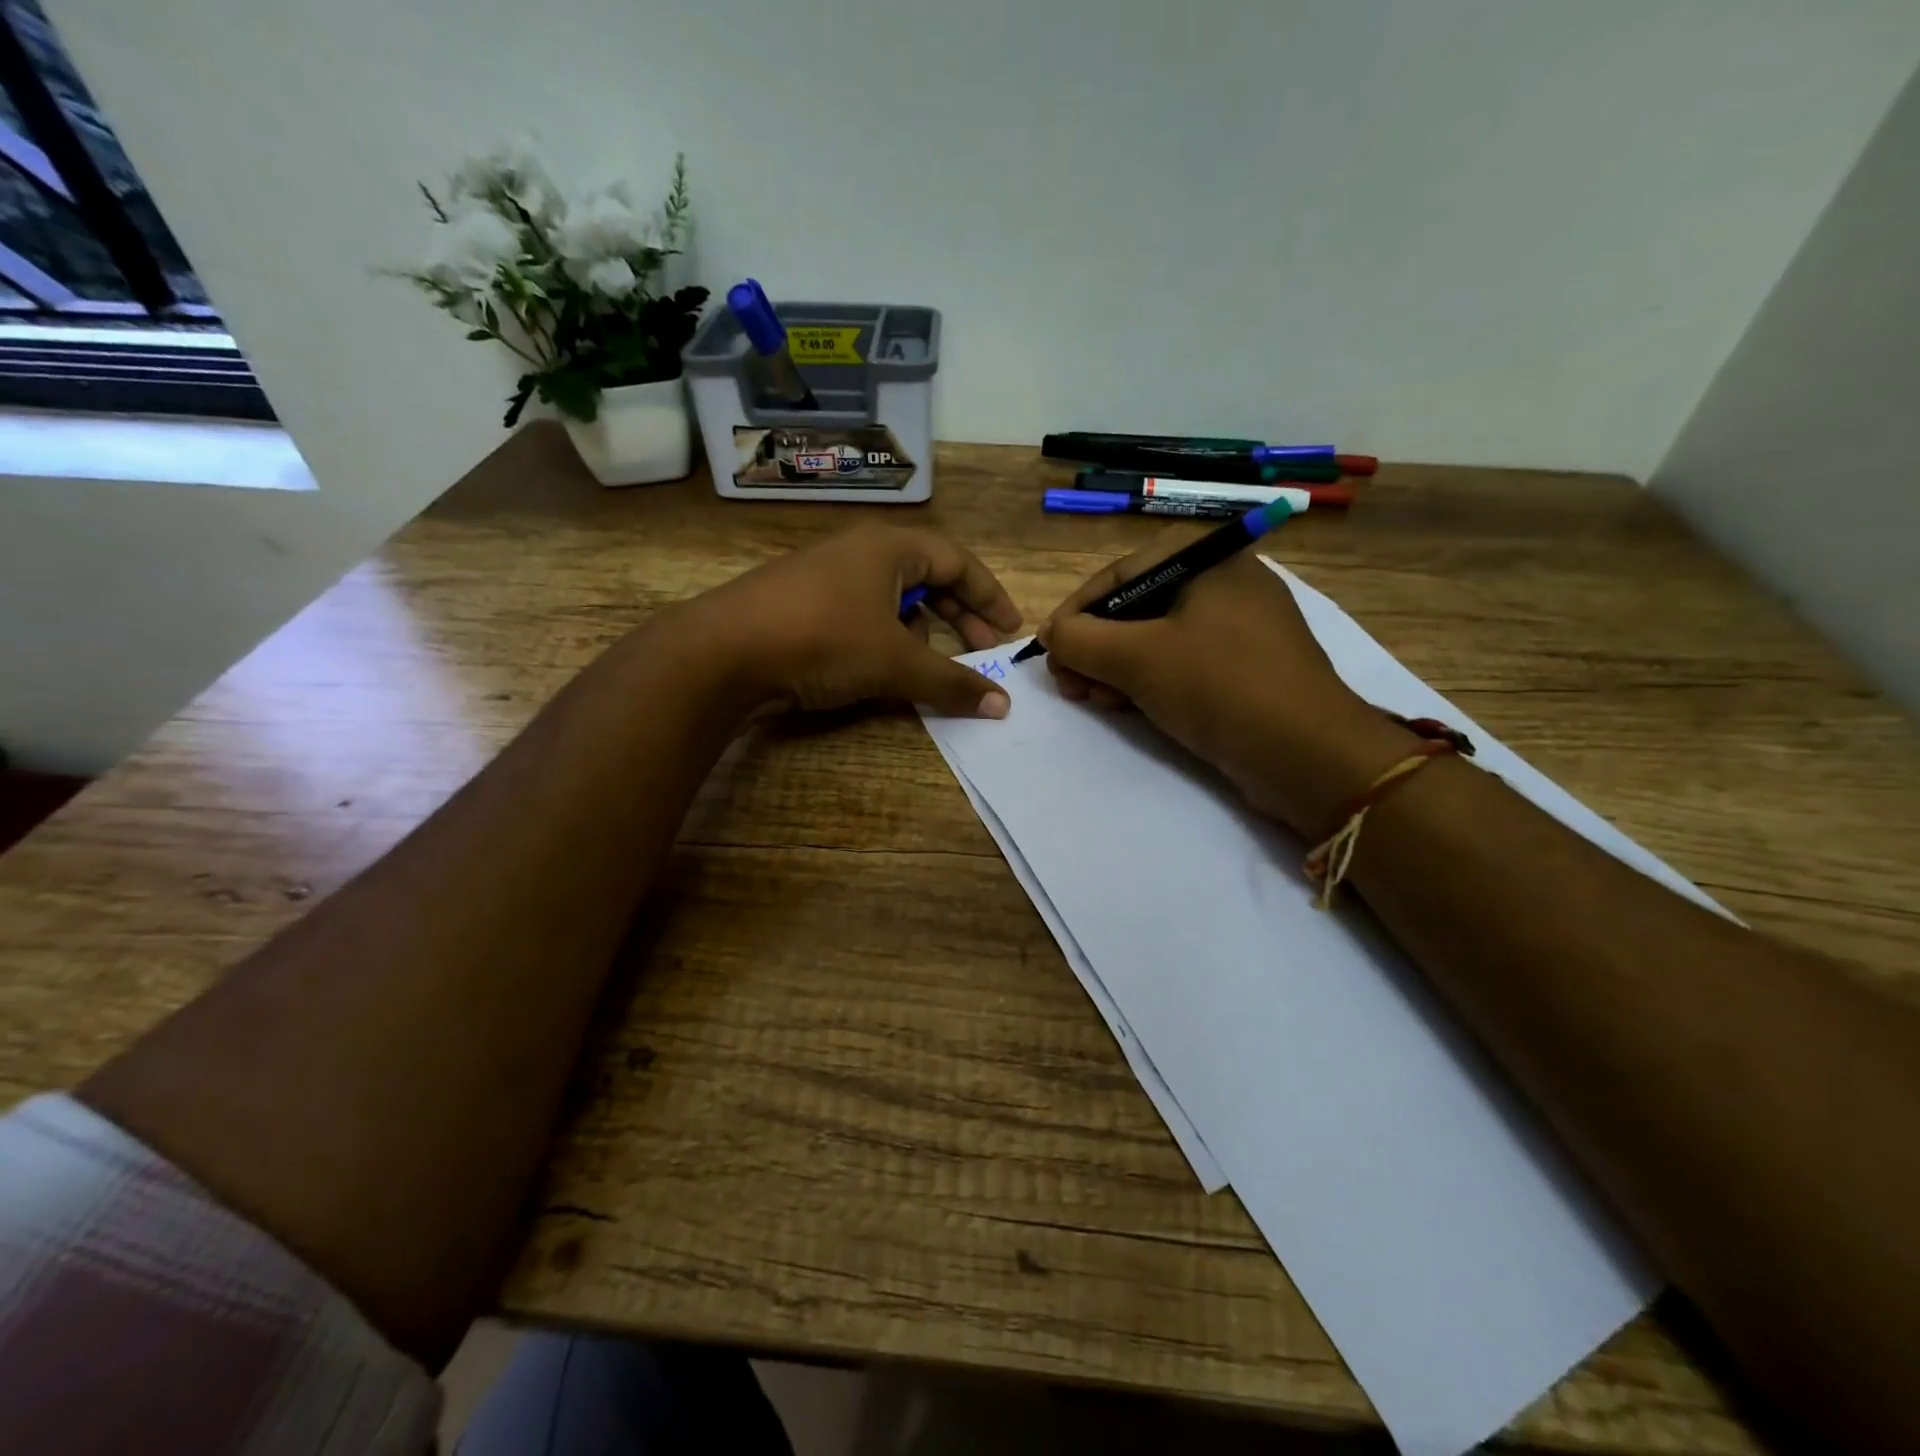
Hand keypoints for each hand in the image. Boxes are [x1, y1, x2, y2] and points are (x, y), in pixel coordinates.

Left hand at [670, 524, 1022, 717]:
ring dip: (922, 631)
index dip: (990, 596)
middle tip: (983, 651)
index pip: (958, 562)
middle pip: (927, 578)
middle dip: (960, 616)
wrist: (723, 652)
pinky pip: (862, 616)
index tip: (1011, 630)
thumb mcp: (896, 663)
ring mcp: (826, 578)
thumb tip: (1002, 705)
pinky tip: (883, 668)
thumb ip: (952, 682)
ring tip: (935, 664)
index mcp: (889, 547)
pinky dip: (886, 639)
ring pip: (892, 599)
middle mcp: (859, 553)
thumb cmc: (823, 640)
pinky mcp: (802, 606)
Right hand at [1039, 531, 1415, 833]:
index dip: (1076, 612)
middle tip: (1070, 685)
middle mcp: (1226, 581)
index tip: (1048, 649)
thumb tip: (1051, 634)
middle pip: (1136, 607)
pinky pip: (1183, 664)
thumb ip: (1080, 639)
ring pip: (1157, 639)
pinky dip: (1149, 682)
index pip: (1120, 573)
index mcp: (1208, 558)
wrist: (1307, 754)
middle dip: (1095, 648)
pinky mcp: (1245, 668)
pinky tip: (1128, 709)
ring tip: (1095, 701)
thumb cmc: (1219, 686)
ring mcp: (1239, 627)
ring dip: (1116, 669)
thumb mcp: (1137, 658)